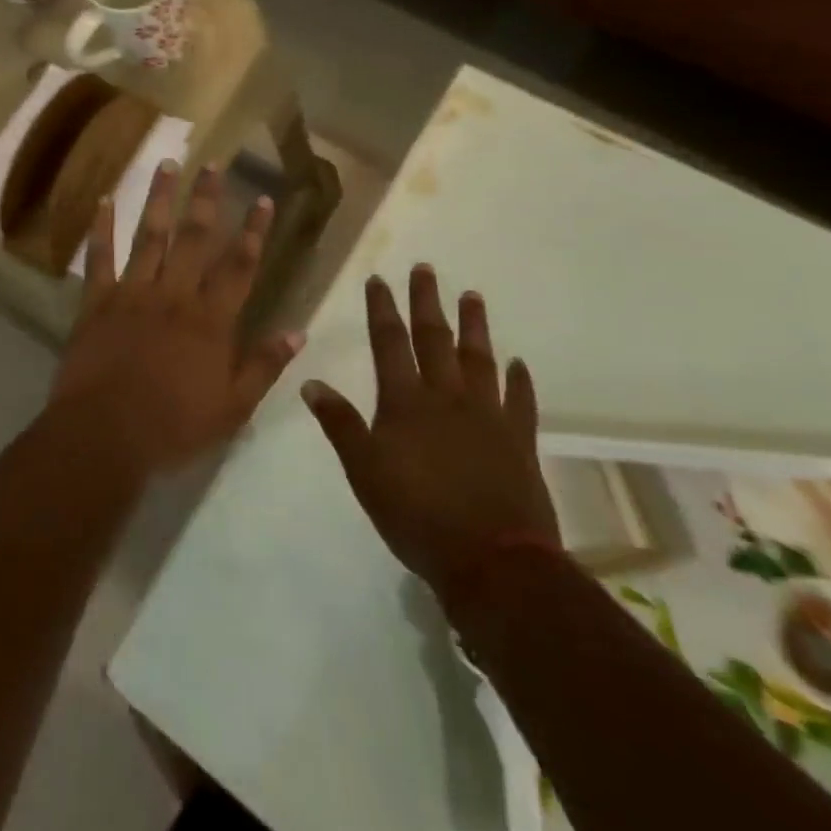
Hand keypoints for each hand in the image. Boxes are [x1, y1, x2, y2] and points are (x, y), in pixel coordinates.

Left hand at [51, 161, 302, 476]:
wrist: (106, 434)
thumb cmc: (174, 426)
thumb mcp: (232, 408)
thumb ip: (264, 366)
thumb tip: (298, 332)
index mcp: (211, 320)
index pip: (239, 265)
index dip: (254, 231)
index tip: (264, 199)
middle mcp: (174, 295)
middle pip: (195, 238)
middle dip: (207, 199)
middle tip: (214, 165)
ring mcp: (133, 293)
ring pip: (150, 235)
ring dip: (160, 198)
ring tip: (168, 164)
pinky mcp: (98, 301)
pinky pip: (100, 257)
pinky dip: (101, 227)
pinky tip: (104, 199)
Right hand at [302, 266, 557, 601]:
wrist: (491, 561)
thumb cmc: (416, 515)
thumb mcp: (364, 471)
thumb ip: (340, 424)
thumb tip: (310, 382)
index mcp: (406, 402)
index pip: (390, 343)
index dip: (383, 309)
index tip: (379, 279)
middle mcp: (447, 397)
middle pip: (435, 339)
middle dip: (427, 302)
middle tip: (426, 269)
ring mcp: (487, 416)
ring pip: (479, 360)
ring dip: (475, 326)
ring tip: (472, 296)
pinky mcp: (519, 441)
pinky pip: (520, 401)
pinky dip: (519, 381)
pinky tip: (519, 364)